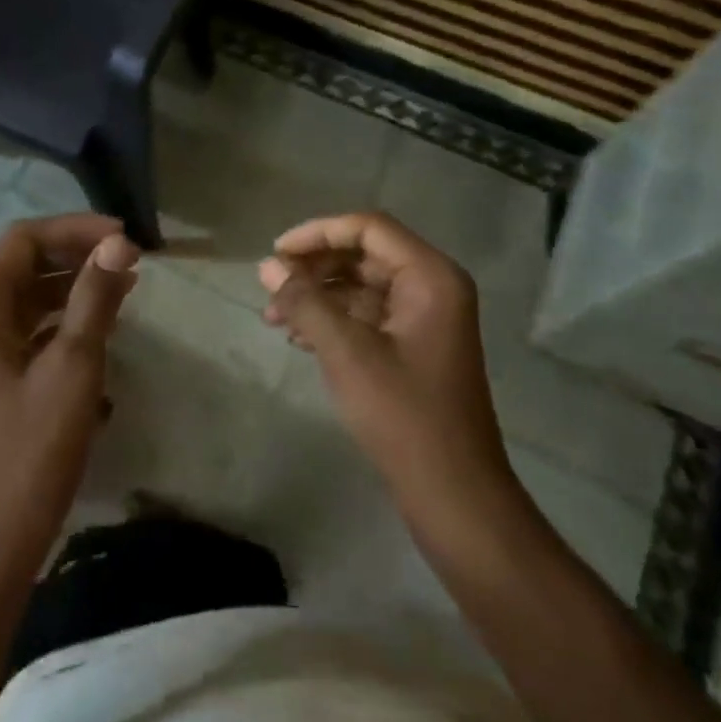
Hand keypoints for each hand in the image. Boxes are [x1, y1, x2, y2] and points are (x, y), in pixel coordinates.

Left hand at [0, 214, 139, 573]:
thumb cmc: (31, 448)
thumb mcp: (73, 366)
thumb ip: (95, 297)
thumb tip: (119, 243)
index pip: (25, 238)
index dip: (75, 229)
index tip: (124, 237)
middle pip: (24, 262)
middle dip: (77, 254)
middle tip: (130, 260)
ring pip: (29, 294)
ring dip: (74, 285)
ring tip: (125, 287)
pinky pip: (29, 326)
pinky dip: (64, 317)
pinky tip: (101, 326)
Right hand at [259, 213, 518, 532]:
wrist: (453, 493)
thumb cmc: (403, 415)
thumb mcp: (346, 352)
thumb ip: (305, 302)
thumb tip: (267, 266)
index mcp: (430, 276)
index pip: (368, 228)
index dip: (318, 233)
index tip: (276, 253)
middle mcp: (433, 287)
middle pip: (364, 254)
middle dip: (314, 268)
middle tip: (270, 287)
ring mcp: (425, 318)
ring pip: (362, 285)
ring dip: (318, 295)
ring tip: (274, 316)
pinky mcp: (414, 346)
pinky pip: (368, 315)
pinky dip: (333, 319)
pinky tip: (298, 337)